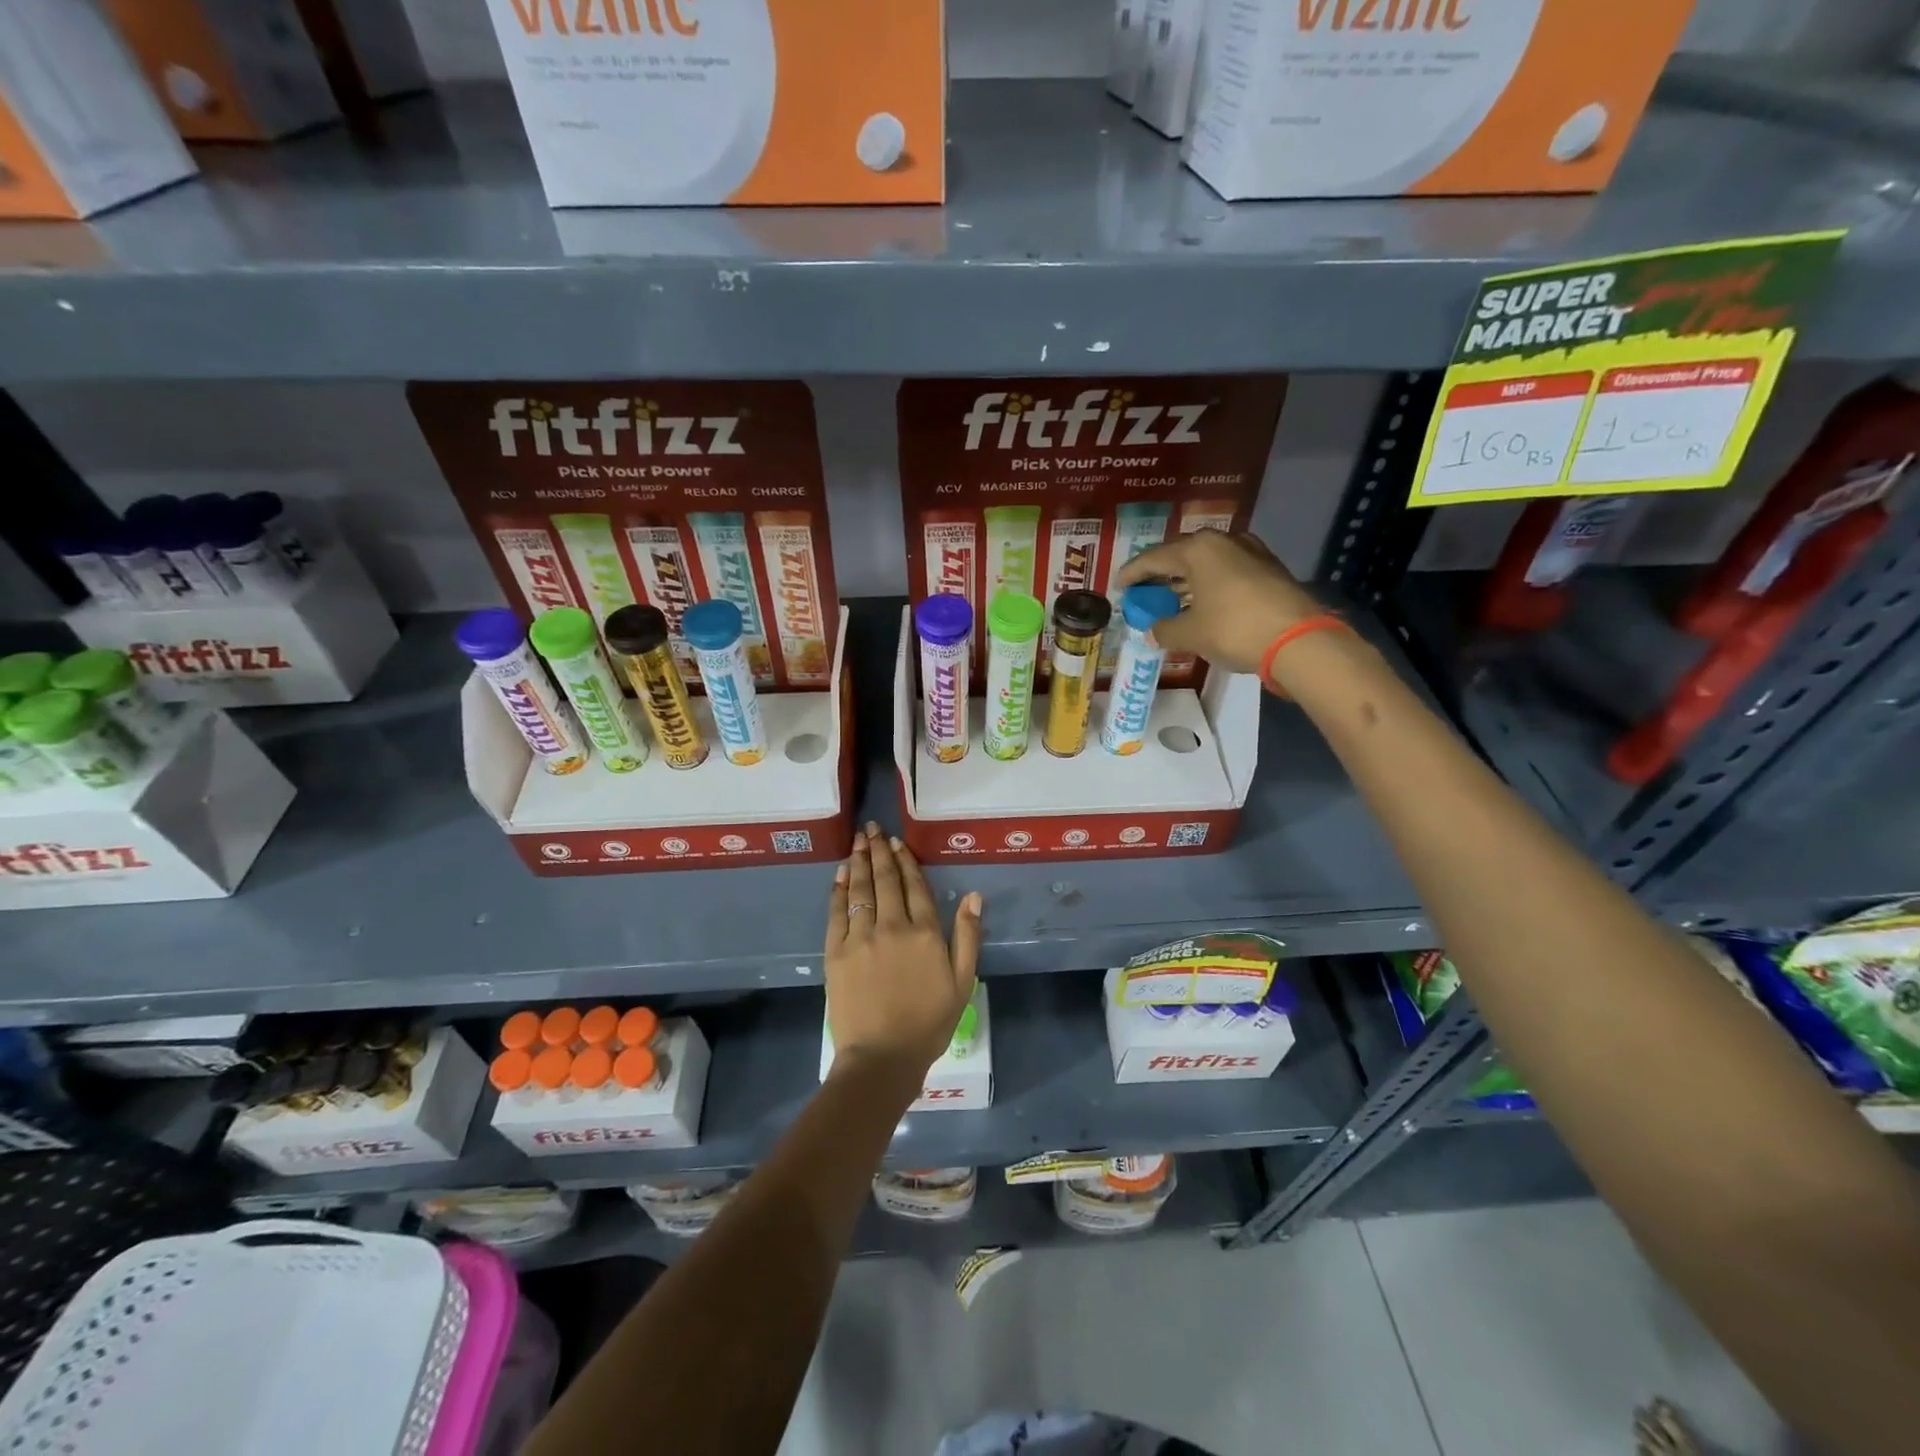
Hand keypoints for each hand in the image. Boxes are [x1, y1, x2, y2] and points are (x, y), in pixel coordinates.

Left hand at [825, 823, 981, 1081]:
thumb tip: (973, 896)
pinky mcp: (836, 951)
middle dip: (878, 851)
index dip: (906, 861)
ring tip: (857, 840)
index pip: (914, 886)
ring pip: (860, 889)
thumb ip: (967, 936)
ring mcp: (861, 937)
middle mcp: (891, 926)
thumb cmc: (928, 1023)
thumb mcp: (962, 982)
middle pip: (885, 880)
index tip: (898, 842)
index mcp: (924, 933)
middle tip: (872, 829)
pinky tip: (840, 874)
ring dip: (858, 861)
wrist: (882, 1056)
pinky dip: (838, 889)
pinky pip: (837, 912)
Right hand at [1119, 529, 1324, 675]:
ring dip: (1186, 583)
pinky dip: (1209, 588)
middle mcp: (1224, 542)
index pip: (1154, 558)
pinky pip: (1226, 575)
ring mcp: (1251, 553)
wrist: (1298, 640)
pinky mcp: (1269, 570)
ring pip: (1207, 565)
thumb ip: (1164, 629)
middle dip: (1161, 577)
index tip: (1119, 585)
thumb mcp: (1190, 633)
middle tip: (1144, 593)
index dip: (1133, 573)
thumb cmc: (1233, 629)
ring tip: (1170, 602)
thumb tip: (1152, 631)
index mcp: (1198, 549)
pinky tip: (1202, 605)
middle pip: (1182, 557)